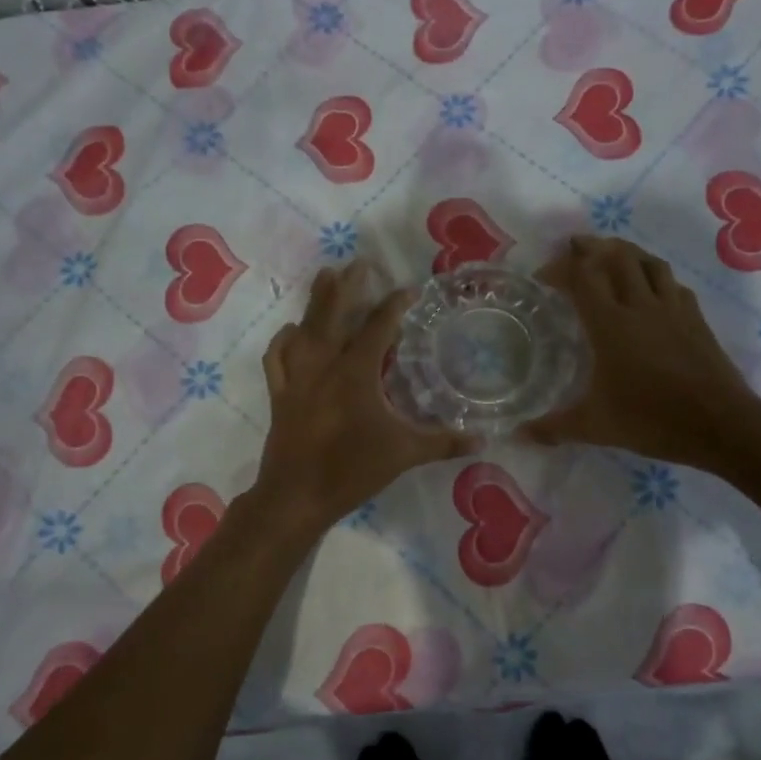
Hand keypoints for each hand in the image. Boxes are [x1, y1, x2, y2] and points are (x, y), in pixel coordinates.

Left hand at [253, 262, 474, 530]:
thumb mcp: (404, 454)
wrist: (296, 496)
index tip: (410, 289)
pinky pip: (276, 358)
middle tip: (359, 263)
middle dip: (348, 286)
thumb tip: (484, 440)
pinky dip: (283, 340)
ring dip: (316, 301)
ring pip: (304, 328)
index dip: (395, 305)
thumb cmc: (352, 470)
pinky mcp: (279, 394)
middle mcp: (323, 365)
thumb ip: (444, 443)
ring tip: (325, 276)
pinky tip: (291, 330)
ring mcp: (296, 378)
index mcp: (355, 373)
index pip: (378, 328)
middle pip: (334, 314)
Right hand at [524, 235, 760, 467]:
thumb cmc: (652, 420)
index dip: (560, 267)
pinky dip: (656, 276)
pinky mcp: (696, 319)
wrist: (721, 425)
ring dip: (626, 252)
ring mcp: (673, 309)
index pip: (582, 276)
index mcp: (611, 324)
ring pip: (649, 263)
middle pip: (617, 257)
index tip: (543, 276)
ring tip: (611, 255)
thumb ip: (554, 427)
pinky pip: (673, 284)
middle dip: (592, 247)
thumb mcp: (595, 427)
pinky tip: (652, 289)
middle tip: (575, 248)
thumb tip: (519, 434)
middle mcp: (641, 305)